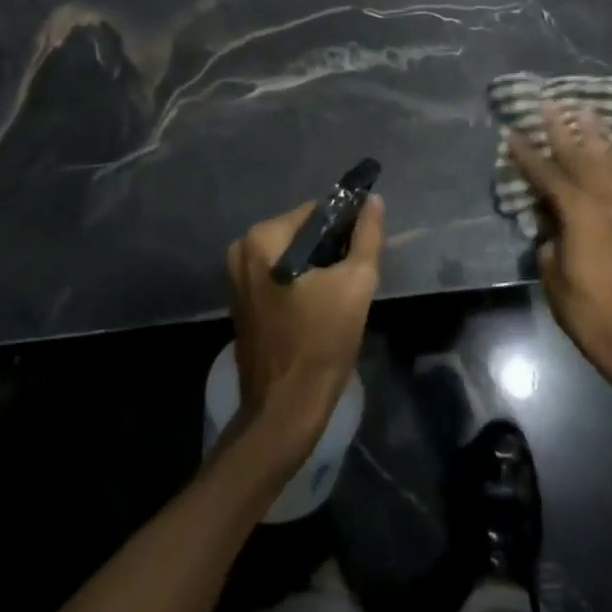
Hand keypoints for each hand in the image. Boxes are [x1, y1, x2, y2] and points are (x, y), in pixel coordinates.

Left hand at [226, 195, 384, 456]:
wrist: (285, 411)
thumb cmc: (320, 343)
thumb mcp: (356, 283)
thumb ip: (367, 236)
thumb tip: (373, 200)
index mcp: (262, 239)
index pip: (316, 212)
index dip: (345, 227)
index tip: (363, 252)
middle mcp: (242, 251)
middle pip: (302, 234)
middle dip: (331, 250)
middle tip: (354, 278)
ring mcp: (238, 279)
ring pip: (292, 257)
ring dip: (318, 269)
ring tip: (341, 296)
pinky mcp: (242, 304)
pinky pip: (280, 278)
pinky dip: (301, 285)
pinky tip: (321, 309)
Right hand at [507, 103, 611, 387]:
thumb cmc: (585, 308)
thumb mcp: (552, 274)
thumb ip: (547, 239)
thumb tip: (548, 222)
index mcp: (577, 212)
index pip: (546, 175)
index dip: (527, 154)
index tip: (512, 132)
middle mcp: (601, 201)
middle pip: (578, 157)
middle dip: (562, 130)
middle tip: (550, 103)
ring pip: (604, 162)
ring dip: (593, 135)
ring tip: (586, 110)